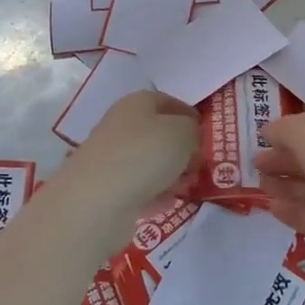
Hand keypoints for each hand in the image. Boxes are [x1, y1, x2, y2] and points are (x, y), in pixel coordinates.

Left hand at [59, 91, 199, 227]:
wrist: (97, 201)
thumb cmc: (144, 155)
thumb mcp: (183, 133)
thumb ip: (192, 130)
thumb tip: (188, 137)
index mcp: (138, 102)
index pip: (170, 101)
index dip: (191, 116)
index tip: (208, 136)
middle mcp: (122, 125)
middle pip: (159, 133)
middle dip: (182, 149)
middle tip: (199, 166)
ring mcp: (112, 157)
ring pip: (150, 161)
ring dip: (170, 173)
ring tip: (186, 187)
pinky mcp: (107, 188)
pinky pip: (140, 187)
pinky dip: (154, 194)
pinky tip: (166, 203)